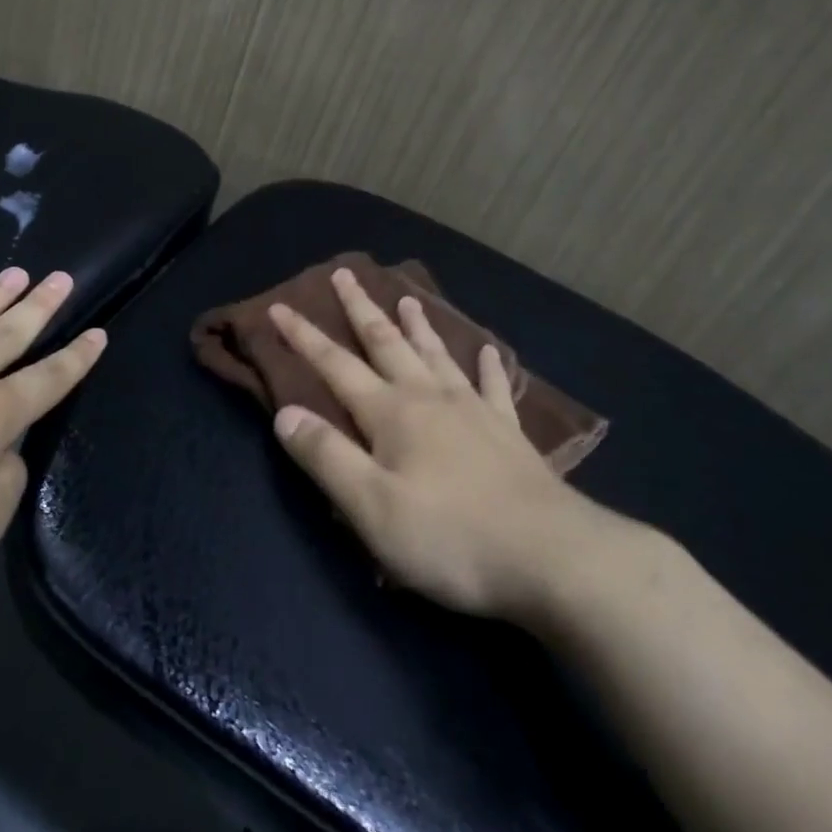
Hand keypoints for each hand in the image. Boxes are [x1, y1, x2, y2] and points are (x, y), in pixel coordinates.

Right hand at [269, 268, 639, 619]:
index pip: (335, 365)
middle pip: (387, 343)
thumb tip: (284, 413)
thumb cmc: (450, 537)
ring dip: (418, 326)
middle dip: (361, 309)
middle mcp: (429, 399)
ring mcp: (474, 412)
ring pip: (437, 356)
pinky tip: (488, 350)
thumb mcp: (371, 507)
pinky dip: (487, 366)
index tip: (280, 306)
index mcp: (391, 414)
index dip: (304, 337)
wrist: (551, 557)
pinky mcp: (508, 435)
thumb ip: (326, 457)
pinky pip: (494, 389)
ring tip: (408, 297)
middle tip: (346, 274)